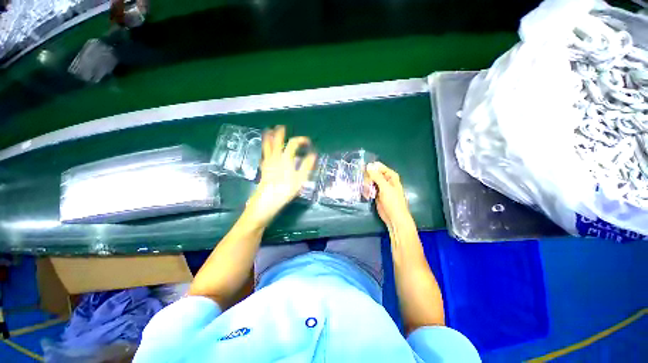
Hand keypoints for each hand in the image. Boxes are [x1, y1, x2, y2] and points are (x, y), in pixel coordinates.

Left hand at [244, 126, 315, 226]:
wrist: (266, 202)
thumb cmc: (284, 191)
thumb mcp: (299, 180)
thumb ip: (306, 166)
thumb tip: (313, 154)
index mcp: (285, 159)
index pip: (293, 144)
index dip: (300, 140)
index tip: (307, 141)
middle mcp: (275, 158)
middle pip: (277, 142)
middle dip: (279, 134)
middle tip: (280, 127)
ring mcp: (267, 163)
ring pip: (267, 148)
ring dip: (268, 139)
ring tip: (267, 131)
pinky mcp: (264, 169)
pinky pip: (264, 156)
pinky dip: (264, 150)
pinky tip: (265, 152)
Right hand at [366, 162, 412, 229]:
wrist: (394, 218)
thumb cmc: (393, 202)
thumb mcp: (385, 188)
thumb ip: (376, 176)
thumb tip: (369, 165)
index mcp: (391, 176)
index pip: (379, 167)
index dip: (371, 168)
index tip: (363, 170)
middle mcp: (386, 180)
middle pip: (373, 174)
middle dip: (368, 178)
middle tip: (366, 184)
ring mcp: (381, 187)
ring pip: (370, 181)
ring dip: (367, 185)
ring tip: (367, 192)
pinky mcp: (376, 194)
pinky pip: (369, 189)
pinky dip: (367, 191)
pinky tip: (367, 195)